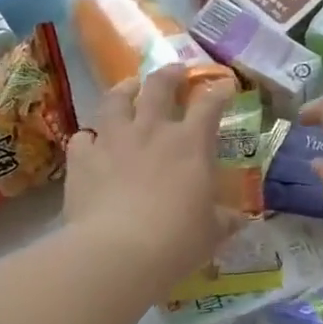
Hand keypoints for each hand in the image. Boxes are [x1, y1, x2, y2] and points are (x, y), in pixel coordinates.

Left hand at [62, 65, 241, 297]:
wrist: (118, 252)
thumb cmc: (177, 241)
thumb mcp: (212, 233)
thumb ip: (225, 221)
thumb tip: (240, 220)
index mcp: (190, 144)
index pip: (209, 104)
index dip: (219, 90)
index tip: (225, 85)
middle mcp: (151, 131)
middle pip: (159, 86)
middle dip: (170, 74)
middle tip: (175, 71)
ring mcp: (113, 140)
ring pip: (116, 100)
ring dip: (124, 89)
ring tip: (128, 87)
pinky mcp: (82, 158)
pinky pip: (83, 137)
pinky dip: (89, 138)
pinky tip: (91, 143)